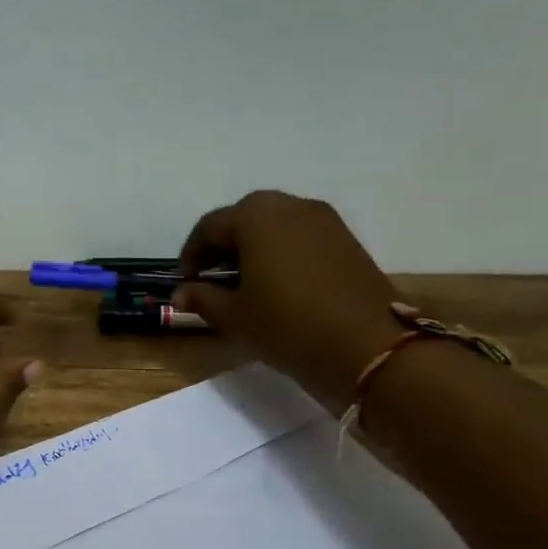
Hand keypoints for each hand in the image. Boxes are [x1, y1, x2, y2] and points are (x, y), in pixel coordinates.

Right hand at [175, 190, 403, 408]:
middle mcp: (289, 205)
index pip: (209, 227)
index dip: (191, 256)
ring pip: (274, 226)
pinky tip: (279, 286)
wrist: (366, 344)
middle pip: (243, 220)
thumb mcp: (235, 316)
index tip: (185, 283)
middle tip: (213, 281)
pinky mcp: (345, 238)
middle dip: (223, 248)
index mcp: (255, 216)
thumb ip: (203, 298)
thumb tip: (181, 293)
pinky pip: (300, 238)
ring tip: (246, 286)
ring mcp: (323, 219)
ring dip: (253, 250)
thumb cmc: (287, 324)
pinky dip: (281, 254)